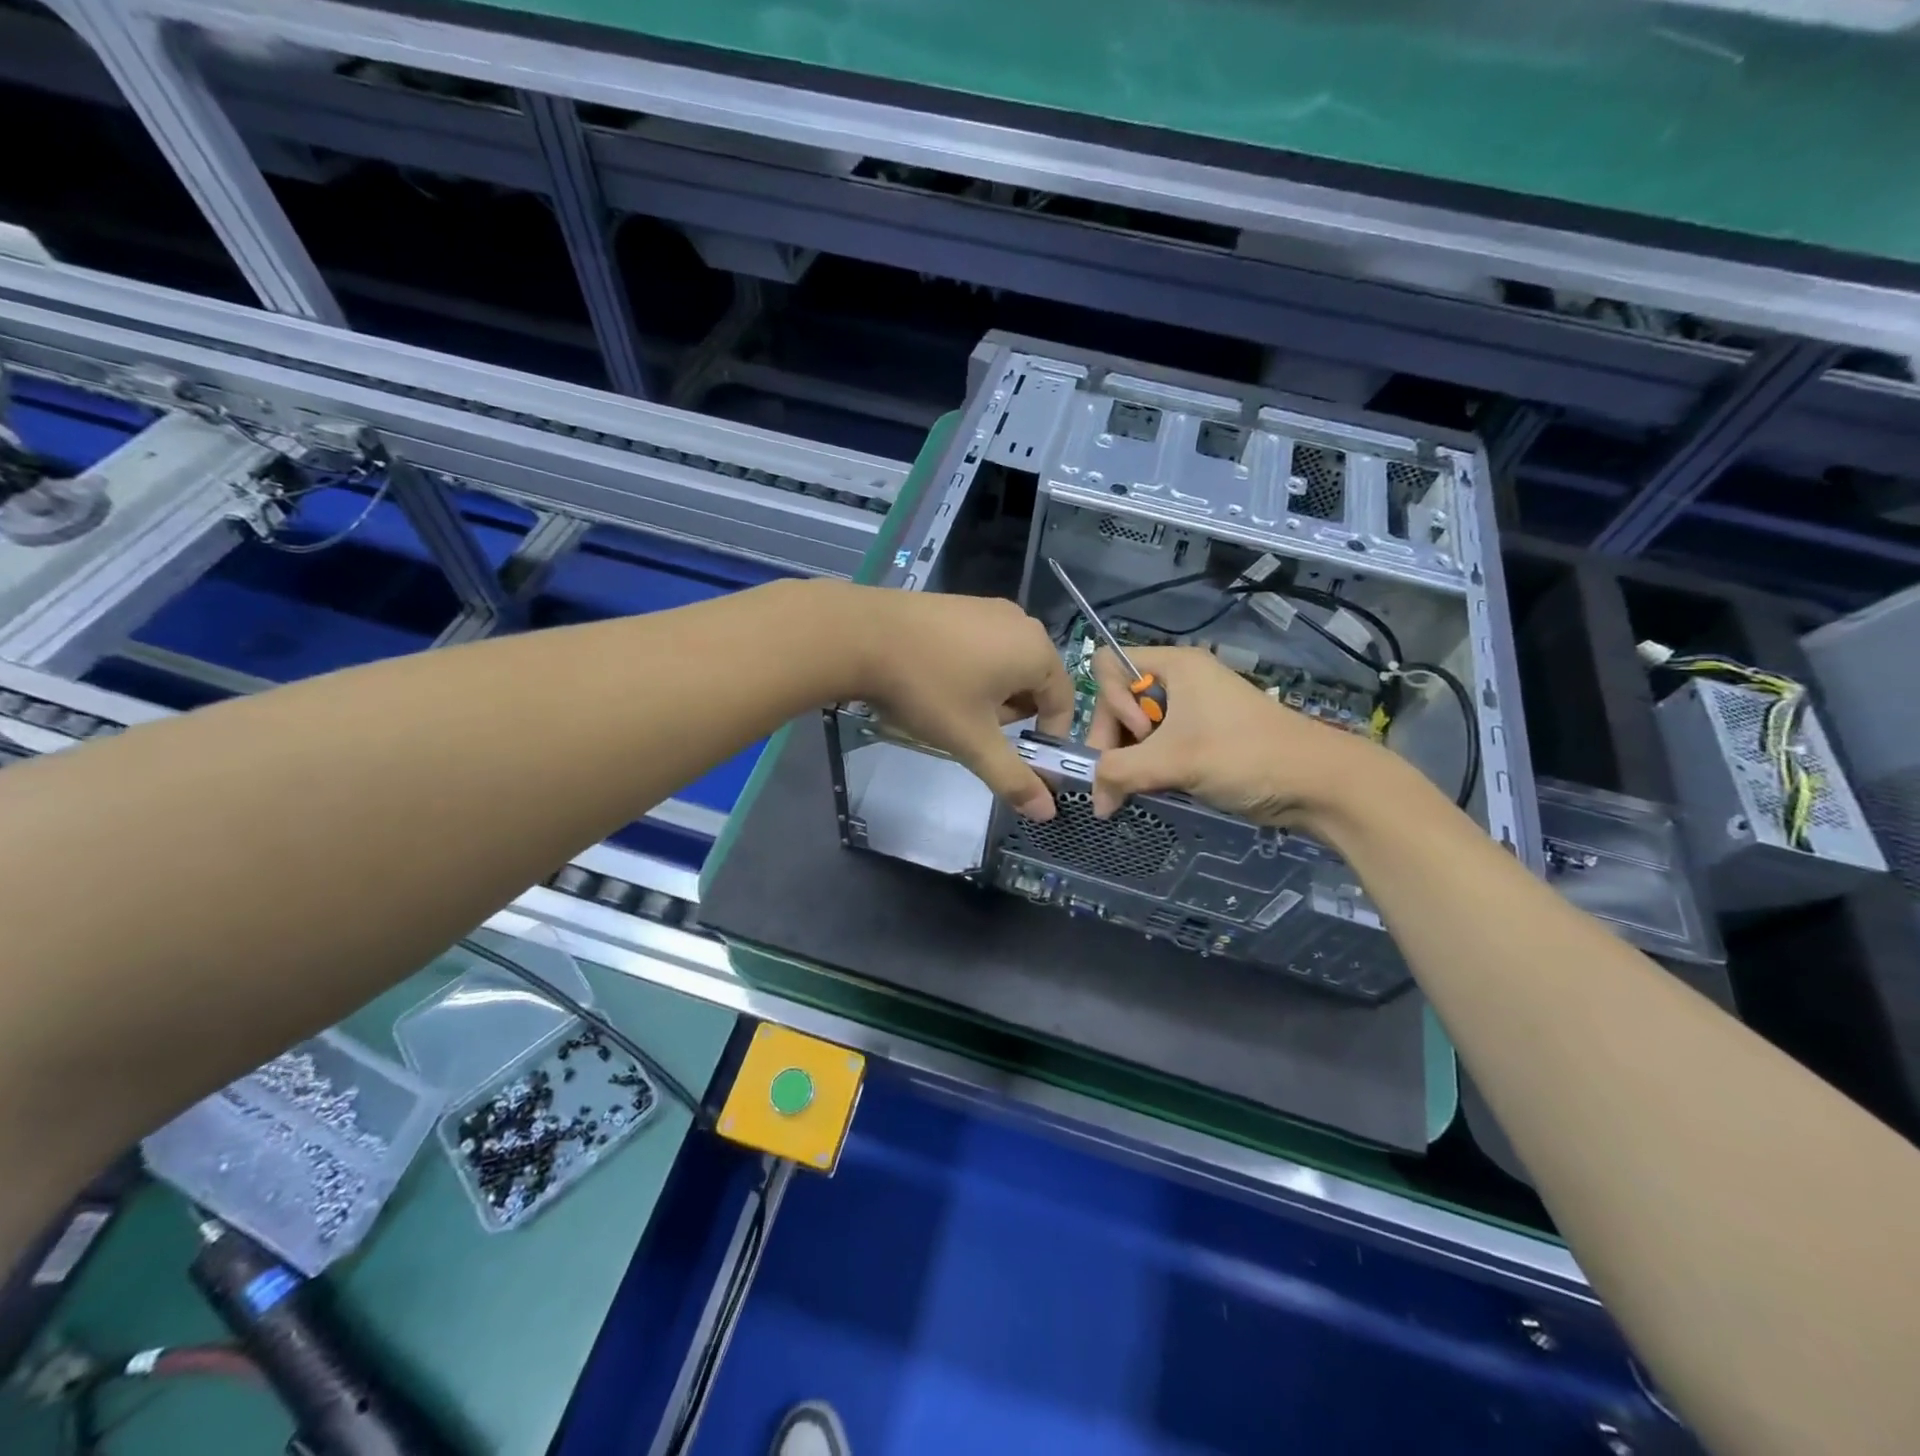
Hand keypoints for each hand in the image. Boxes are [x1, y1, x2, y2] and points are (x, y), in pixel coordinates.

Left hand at [850, 590, 1075, 819]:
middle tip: (975, 730)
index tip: (1017, 759)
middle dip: (1011, 715)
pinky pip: (982, 646)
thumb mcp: (972, 740)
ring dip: (990, 695)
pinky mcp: (959, 605)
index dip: (1045, 738)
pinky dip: (971, 671)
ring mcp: (988, 608)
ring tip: (952, 708)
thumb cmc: (929, 689)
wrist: (862, 636)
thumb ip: (1013, 778)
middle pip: (1034, 684)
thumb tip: (1046, 812)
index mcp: (1037, 651)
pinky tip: (936, 681)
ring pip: (1006, 666)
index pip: (1063, 703)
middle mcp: (1021, 622)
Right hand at [1085, 646, 1383, 825]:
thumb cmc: (1243, 756)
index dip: (1111, 702)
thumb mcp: (1172, 762)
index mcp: (1175, 665)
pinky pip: (1159, 745)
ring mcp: (1193, 709)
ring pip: (1137, 728)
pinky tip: (1155, 789)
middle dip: (1115, 740)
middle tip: (1124, 779)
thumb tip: (1095, 802)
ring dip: (1131, 759)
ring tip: (1140, 790)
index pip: (1109, 666)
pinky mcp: (1202, 737)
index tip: (1140, 734)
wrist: (1317, 783)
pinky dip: (1150, 767)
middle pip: (1119, 700)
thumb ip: (1118, 773)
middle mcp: (1180, 680)